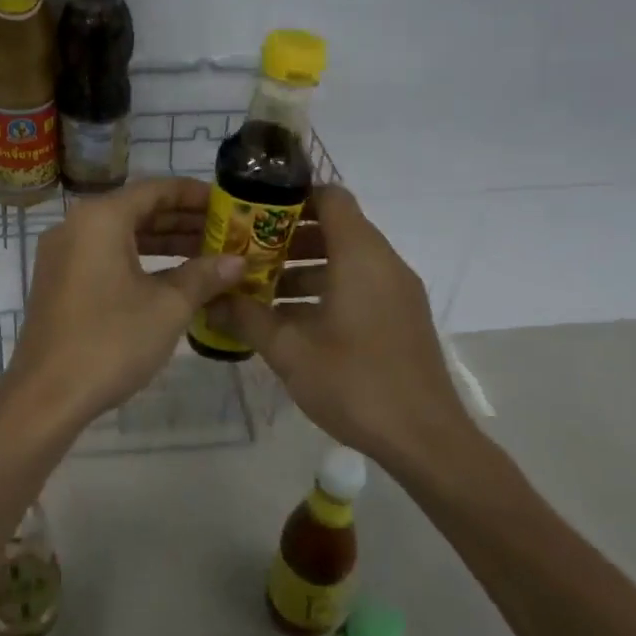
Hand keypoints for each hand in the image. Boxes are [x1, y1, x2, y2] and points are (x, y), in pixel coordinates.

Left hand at [0, 178, 244, 439]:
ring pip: (122, 236)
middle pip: (138, 210)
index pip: (156, 189)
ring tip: (208, 255)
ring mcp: (63, 254)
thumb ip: (204, 276)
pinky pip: (105, 257)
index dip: (196, 195)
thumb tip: (238, 262)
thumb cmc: (111, 341)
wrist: (46, 396)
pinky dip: (139, 261)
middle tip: (226, 233)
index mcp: (100, 218)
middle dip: (183, 221)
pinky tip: (173, 279)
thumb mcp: (168, 307)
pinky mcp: (59, 281)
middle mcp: (76, 225)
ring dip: (164, 243)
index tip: (229, 205)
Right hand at [205, 186, 473, 465]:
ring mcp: (397, 291)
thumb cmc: (354, 382)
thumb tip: (210, 299)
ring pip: (347, 259)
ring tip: (262, 288)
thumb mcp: (289, 350)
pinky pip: (360, 284)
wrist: (425, 439)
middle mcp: (384, 263)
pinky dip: (327, 288)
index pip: (331, 197)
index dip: (292, 196)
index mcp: (360, 256)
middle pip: (336, 227)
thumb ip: (247, 317)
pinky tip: (294, 319)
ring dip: (305, 265)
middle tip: (247, 251)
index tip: (255, 211)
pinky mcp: (401, 316)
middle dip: (289, 236)